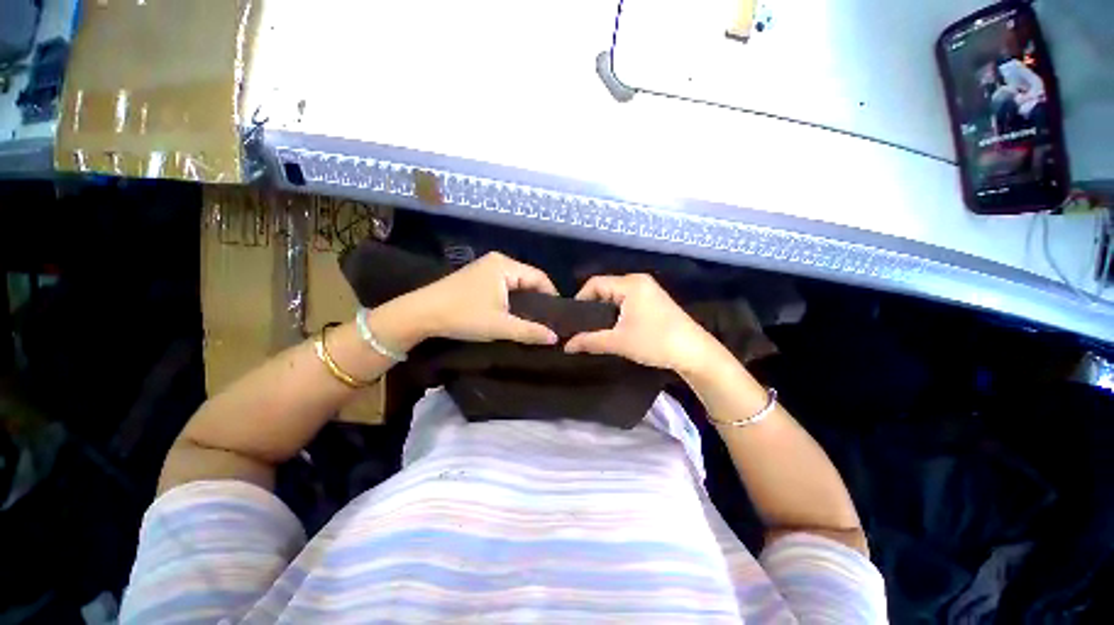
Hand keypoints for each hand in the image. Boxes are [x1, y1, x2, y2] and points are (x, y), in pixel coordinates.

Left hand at [396, 252, 558, 345]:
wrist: (419, 314)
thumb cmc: (463, 315)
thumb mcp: (500, 326)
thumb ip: (530, 331)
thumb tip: (555, 338)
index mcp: (505, 265)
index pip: (540, 277)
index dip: (552, 296)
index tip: (558, 316)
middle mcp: (497, 261)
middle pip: (528, 279)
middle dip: (538, 300)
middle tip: (546, 321)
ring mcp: (485, 268)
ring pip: (515, 284)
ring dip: (524, 301)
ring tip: (531, 320)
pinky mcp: (476, 278)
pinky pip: (503, 286)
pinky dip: (511, 299)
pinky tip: (512, 314)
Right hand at [564, 274, 719, 373]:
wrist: (696, 354)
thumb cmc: (655, 342)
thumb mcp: (619, 342)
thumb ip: (590, 341)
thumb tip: (565, 346)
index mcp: (630, 284)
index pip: (595, 283)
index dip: (580, 299)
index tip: (572, 320)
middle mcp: (639, 281)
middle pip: (605, 289)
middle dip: (591, 307)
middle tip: (581, 327)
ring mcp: (649, 291)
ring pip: (616, 297)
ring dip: (604, 312)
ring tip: (594, 330)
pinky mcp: (654, 302)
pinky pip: (627, 302)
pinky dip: (617, 313)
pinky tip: (613, 329)